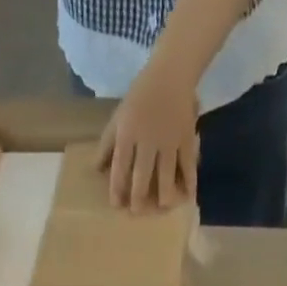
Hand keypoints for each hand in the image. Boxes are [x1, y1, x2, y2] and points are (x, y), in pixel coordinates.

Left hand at [97, 62, 199, 211]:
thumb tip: (97, 169)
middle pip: (142, 174)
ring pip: (166, 173)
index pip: (120, 165)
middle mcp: (147, 139)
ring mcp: (169, 140)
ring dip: (164, 193)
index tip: (117, 205)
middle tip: (137, 212)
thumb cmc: (140, 96)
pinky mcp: (186, 139)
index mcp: (128, 132)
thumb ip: (108, 143)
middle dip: (139, 196)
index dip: (117, 187)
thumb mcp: (119, 116)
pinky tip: (189, 197)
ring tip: (162, 207)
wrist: (171, 73)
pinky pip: (188, 165)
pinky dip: (190, 181)